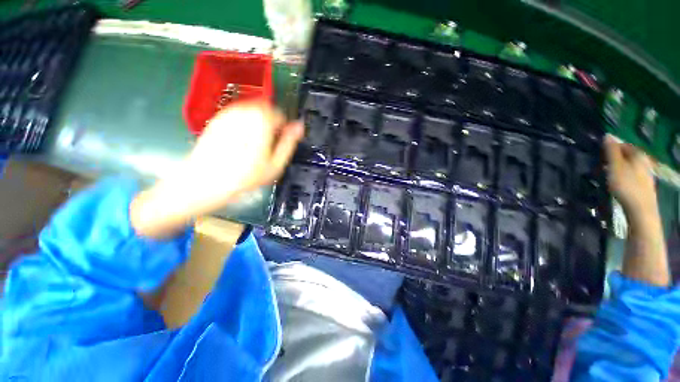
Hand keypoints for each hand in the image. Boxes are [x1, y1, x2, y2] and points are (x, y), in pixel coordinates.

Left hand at [131, 101, 303, 237]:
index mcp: (263, 122)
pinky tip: (240, 140)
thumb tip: (299, 126)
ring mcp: (229, 113)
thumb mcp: (275, 164)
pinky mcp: (218, 118)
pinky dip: (244, 123)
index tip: (280, 141)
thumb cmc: (246, 176)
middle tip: (268, 143)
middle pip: (265, 109)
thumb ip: (289, 142)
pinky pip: (237, 114)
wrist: (206, 180)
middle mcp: (246, 112)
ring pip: (251, 110)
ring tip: (254, 142)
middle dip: (270, 123)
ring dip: (257, 122)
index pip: (280, 114)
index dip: (284, 127)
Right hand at [604, 134, 656, 221]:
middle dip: (617, 158)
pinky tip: (620, 184)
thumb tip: (607, 135)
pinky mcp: (645, 186)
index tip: (600, 154)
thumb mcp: (615, 166)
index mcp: (638, 155)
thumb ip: (611, 151)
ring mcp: (647, 175)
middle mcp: (645, 162)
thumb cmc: (626, 186)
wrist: (641, 210)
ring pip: (631, 166)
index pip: (624, 145)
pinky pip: (633, 176)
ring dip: (620, 168)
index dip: (612, 148)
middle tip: (603, 164)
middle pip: (629, 156)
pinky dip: (625, 176)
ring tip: (609, 174)